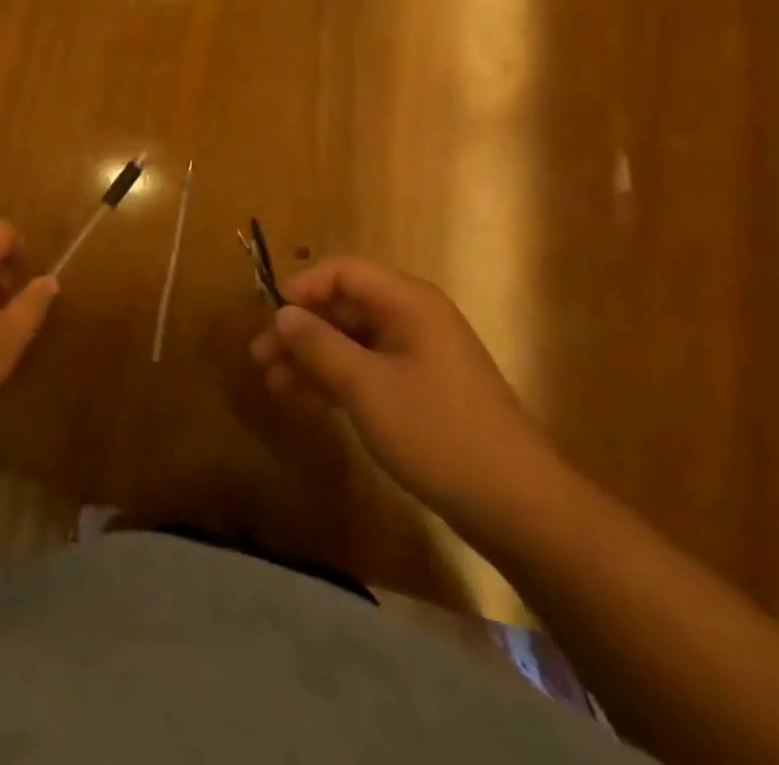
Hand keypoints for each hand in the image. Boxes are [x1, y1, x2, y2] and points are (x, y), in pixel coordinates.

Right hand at [249, 256, 559, 534]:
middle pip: (343, 307)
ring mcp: (419, 355)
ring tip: (274, 386)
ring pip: (351, 341)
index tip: (270, 317)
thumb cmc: (438, 432)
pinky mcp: (421, 389)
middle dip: (300, 330)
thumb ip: (319, 345)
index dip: (301, 288)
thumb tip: (282, 314)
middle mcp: (413, 318)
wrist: (518, 507)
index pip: (342, 272)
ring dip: (311, 358)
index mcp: (408, 302)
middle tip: (260, 359)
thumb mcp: (367, 386)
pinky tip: (306, 401)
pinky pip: (367, 368)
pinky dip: (335, 380)